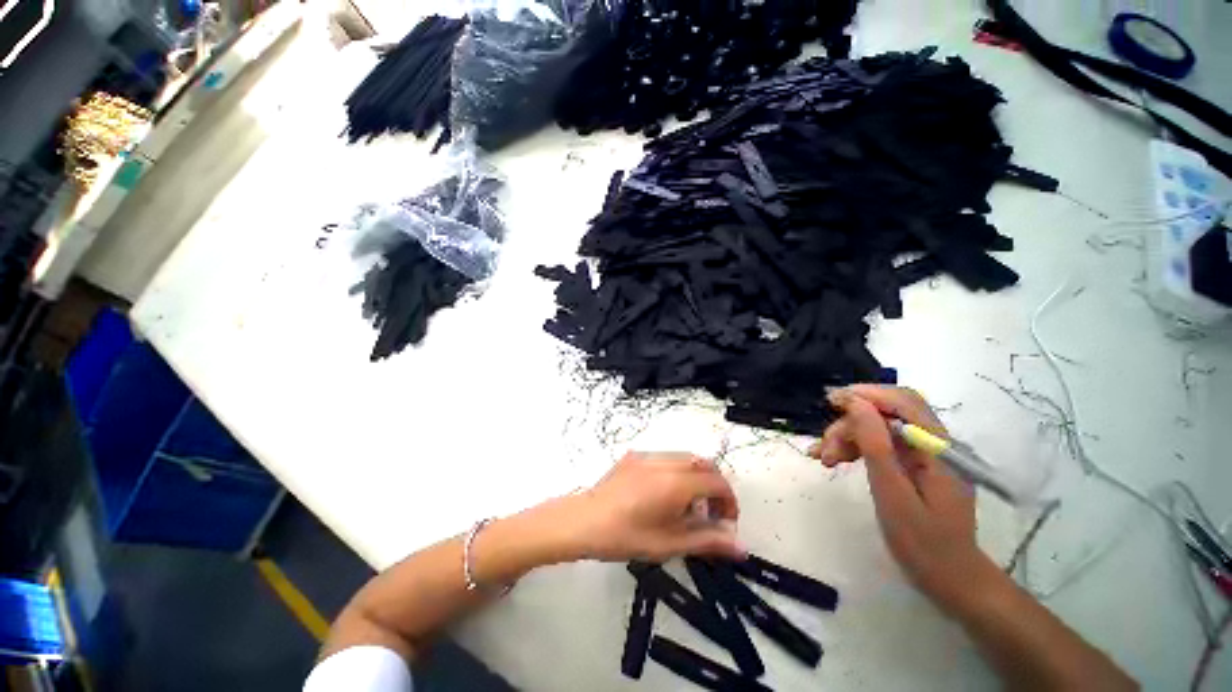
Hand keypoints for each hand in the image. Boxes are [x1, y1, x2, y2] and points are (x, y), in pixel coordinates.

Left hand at [572, 452, 744, 562]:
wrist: (584, 520)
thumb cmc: (624, 535)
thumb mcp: (669, 543)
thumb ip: (707, 541)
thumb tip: (739, 546)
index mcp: (676, 483)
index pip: (717, 482)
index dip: (729, 501)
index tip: (726, 522)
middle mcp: (665, 462)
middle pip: (704, 464)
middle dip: (714, 486)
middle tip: (710, 514)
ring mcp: (648, 455)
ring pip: (686, 458)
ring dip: (696, 478)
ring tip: (686, 507)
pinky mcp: (635, 456)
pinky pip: (666, 458)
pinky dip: (677, 471)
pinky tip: (664, 494)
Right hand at [810, 384, 992, 613]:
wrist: (949, 579)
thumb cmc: (923, 542)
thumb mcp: (893, 494)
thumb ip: (876, 445)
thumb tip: (856, 404)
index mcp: (938, 449)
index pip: (904, 402)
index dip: (866, 394)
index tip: (831, 402)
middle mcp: (934, 444)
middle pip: (887, 414)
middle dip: (850, 424)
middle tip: (824, 449)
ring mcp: (924, 455)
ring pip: (879, 428)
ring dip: (848, 437)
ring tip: (825, 459)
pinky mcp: (914, 465)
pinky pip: (881, 444)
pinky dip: (856, 448)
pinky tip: (836, 459)